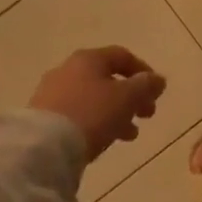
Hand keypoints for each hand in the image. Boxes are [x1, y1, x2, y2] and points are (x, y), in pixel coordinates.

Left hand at [28, 47, 165, 161]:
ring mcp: (52, 93)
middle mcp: (68, 69)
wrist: (44, 145)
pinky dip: (95, 122)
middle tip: (147, 115)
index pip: (122, 56)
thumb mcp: (127, 98)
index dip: (143, 71)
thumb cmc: (92, 113)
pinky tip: (104, 140)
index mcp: (89, 58)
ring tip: (130, 135)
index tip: (156, 92)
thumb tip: (158, 79)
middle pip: (106, 78)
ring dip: (116, 113)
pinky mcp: (43, 116)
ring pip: (93, 98)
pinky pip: (78, 114)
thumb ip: (145, 86)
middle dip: (131, 97)